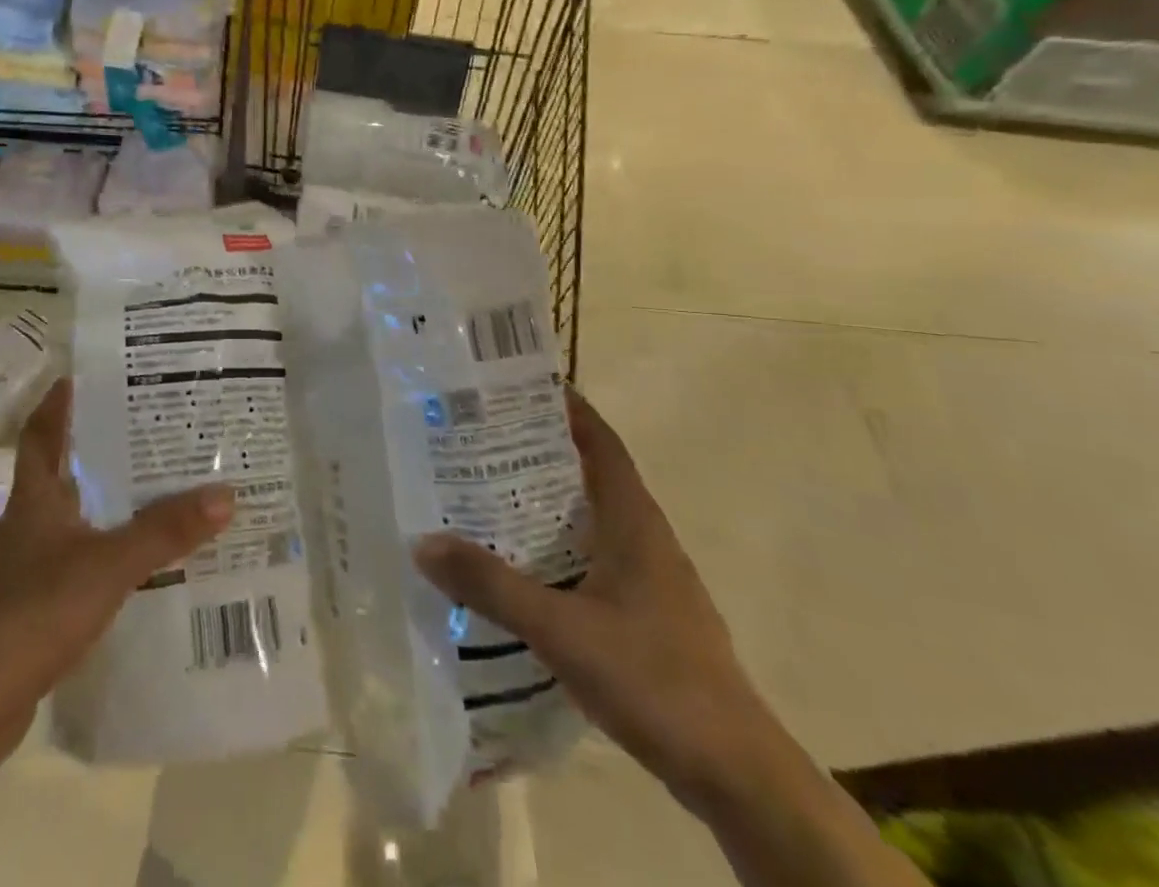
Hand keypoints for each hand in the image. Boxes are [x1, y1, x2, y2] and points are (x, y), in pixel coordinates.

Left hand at [0, 380, 233, 778]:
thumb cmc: (30, 616)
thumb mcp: (106, 566)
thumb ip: (164, 531)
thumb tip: (226, 492)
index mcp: (36, 497)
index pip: (43, 431)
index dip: (61, 399)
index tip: (93, 371)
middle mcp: (31, 522)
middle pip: (66, 468)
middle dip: (104, 444)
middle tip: (157, 424)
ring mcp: (31, 566)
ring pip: (78, 515)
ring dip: (113, 499)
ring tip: (164, 484)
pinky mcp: (37, 607)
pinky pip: (84, 560)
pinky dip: (112, 550)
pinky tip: (146, 559)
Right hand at [414, 390, 777, 811]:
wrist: (735, 772)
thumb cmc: (653, 679)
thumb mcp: (561, 629)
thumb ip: (492, 586)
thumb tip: (423, 542)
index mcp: (632, 519)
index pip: (600, 439)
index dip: (564, 406)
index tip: (514, 386)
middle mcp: (644, 535)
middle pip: (590, 471)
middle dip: (539, 449)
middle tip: (479, 437)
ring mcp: (649, 576)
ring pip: (591, 516)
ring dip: (546, 499)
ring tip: (487, 491)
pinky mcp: (647, 611)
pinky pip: (594, 554)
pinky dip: (557, 543)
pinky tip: (522, 564)